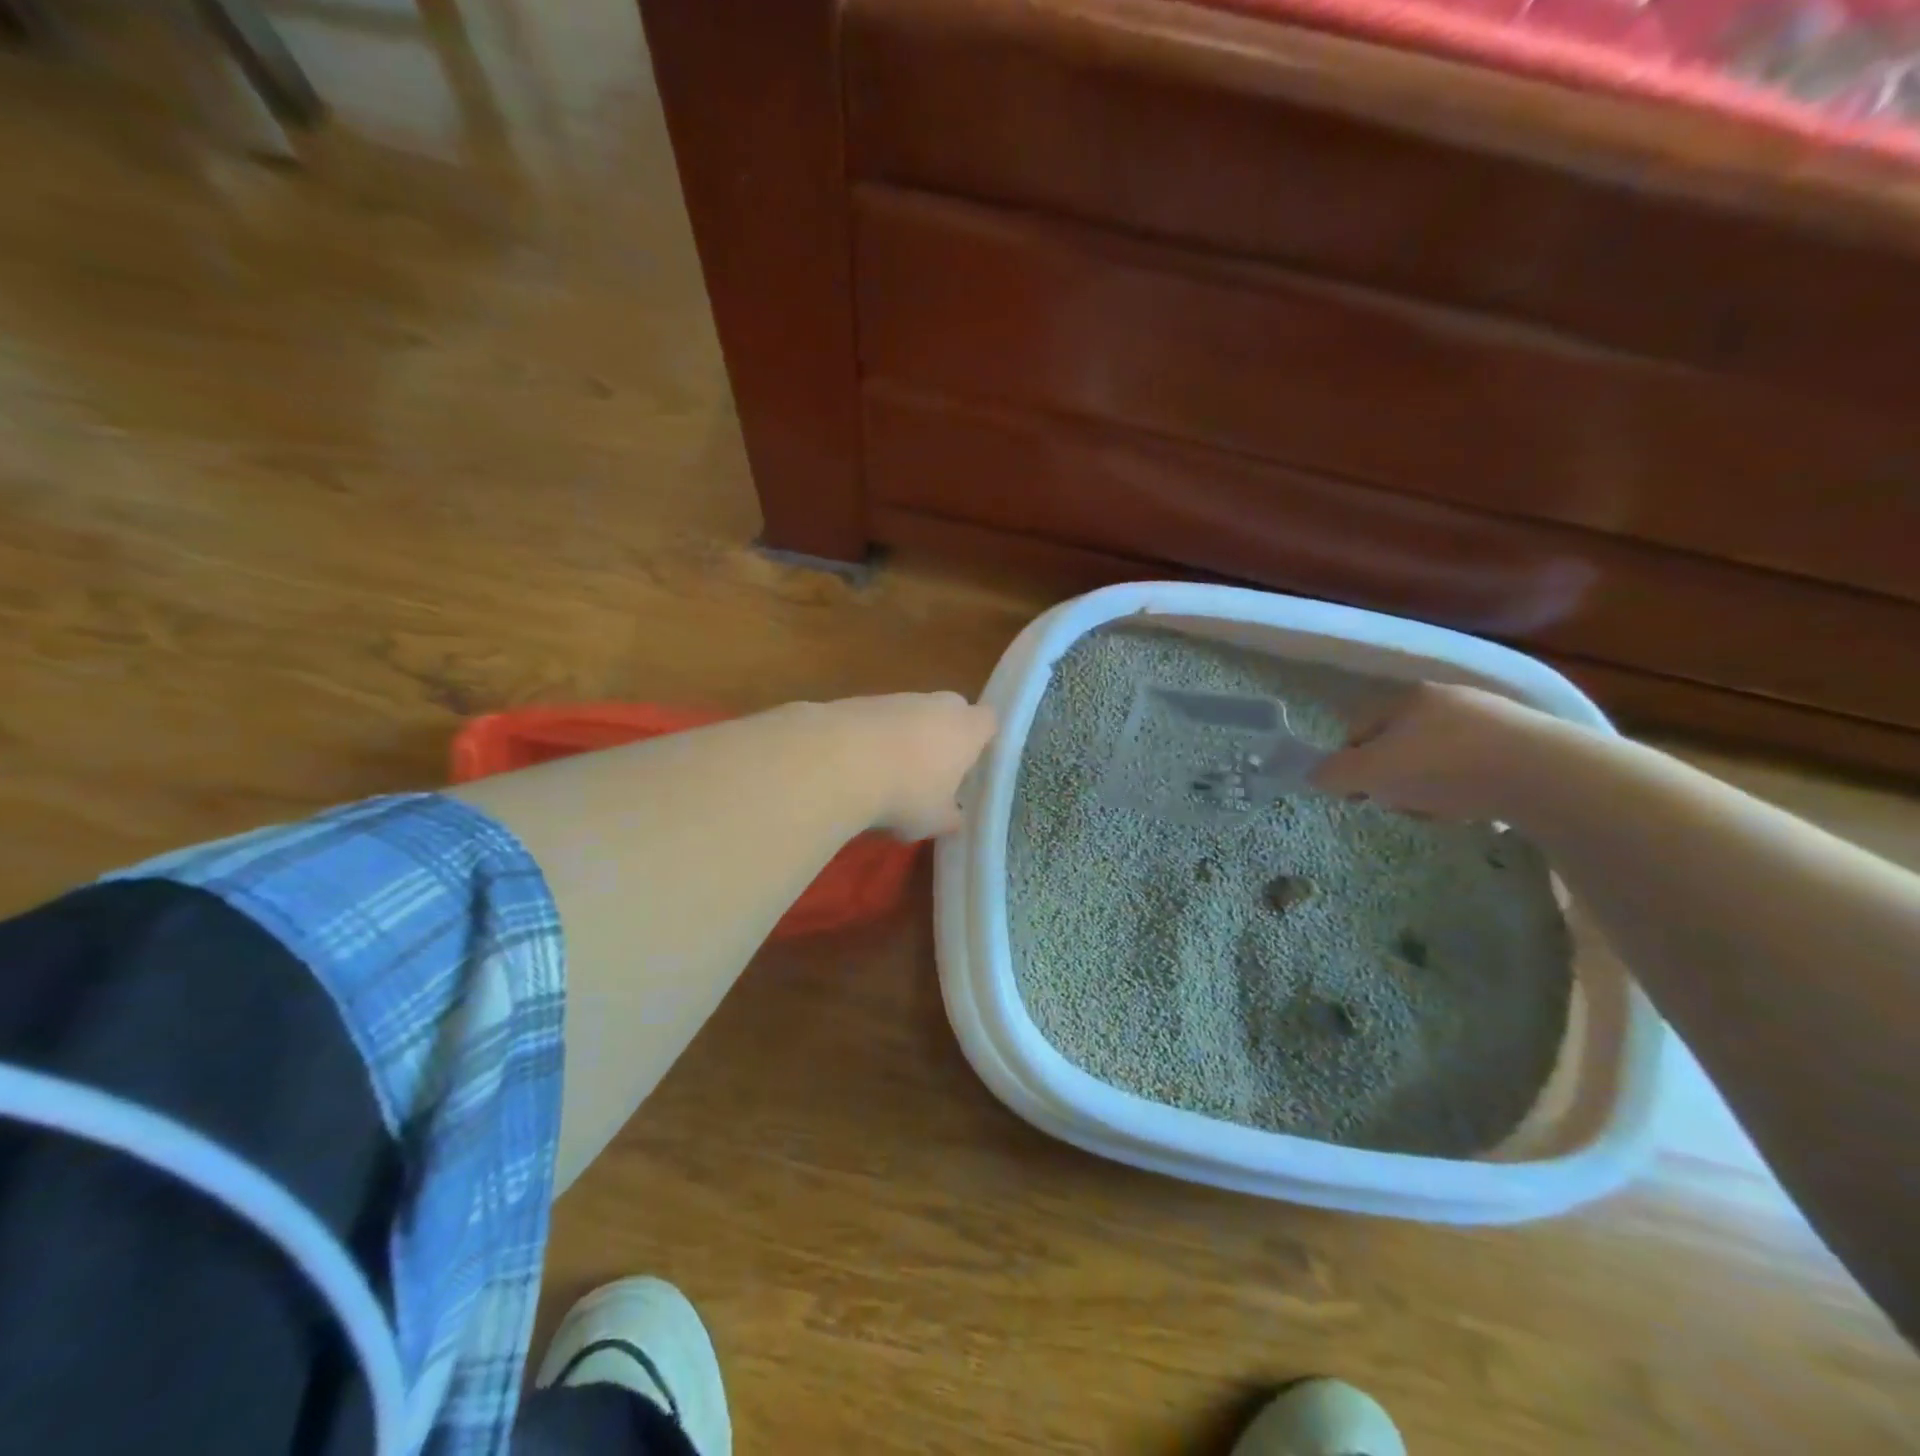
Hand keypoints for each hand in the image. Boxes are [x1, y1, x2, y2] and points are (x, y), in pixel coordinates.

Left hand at [828, 692, 998, 840]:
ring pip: (911, 714)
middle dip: (944, 735)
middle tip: (934, 770)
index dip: (983, 740)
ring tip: (888, 776)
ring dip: (905, 737)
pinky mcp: (858, 701)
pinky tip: (857, 769)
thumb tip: (954, 818)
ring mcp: (896, 699)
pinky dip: (872, 739)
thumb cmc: (906, 793)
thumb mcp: (935, 820)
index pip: (988, 721)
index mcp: (966, 729)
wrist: (838, 762)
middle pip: (950, 711)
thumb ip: (950, 817)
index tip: (973, 763)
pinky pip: (876, 720)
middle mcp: (936, 705)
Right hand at [1310, 681, 1549, 820]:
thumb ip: (1334, 773)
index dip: (1350, 764)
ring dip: (1431, 786)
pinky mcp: (1527, 742)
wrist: (1546, 774)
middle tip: (1402, 804)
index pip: (1358, 729)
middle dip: (1394, 778)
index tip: (1360, 795)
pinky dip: (1470, 787)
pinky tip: (1479, 806)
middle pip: (1398, 746)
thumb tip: (1315, 774)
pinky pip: (1478, 767)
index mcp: (1405, 698)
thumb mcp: (1371, 773)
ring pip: (1438, 758)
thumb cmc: (1443, 767)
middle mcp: (1446, 698)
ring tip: (1445, 811)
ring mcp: (1490, 717)